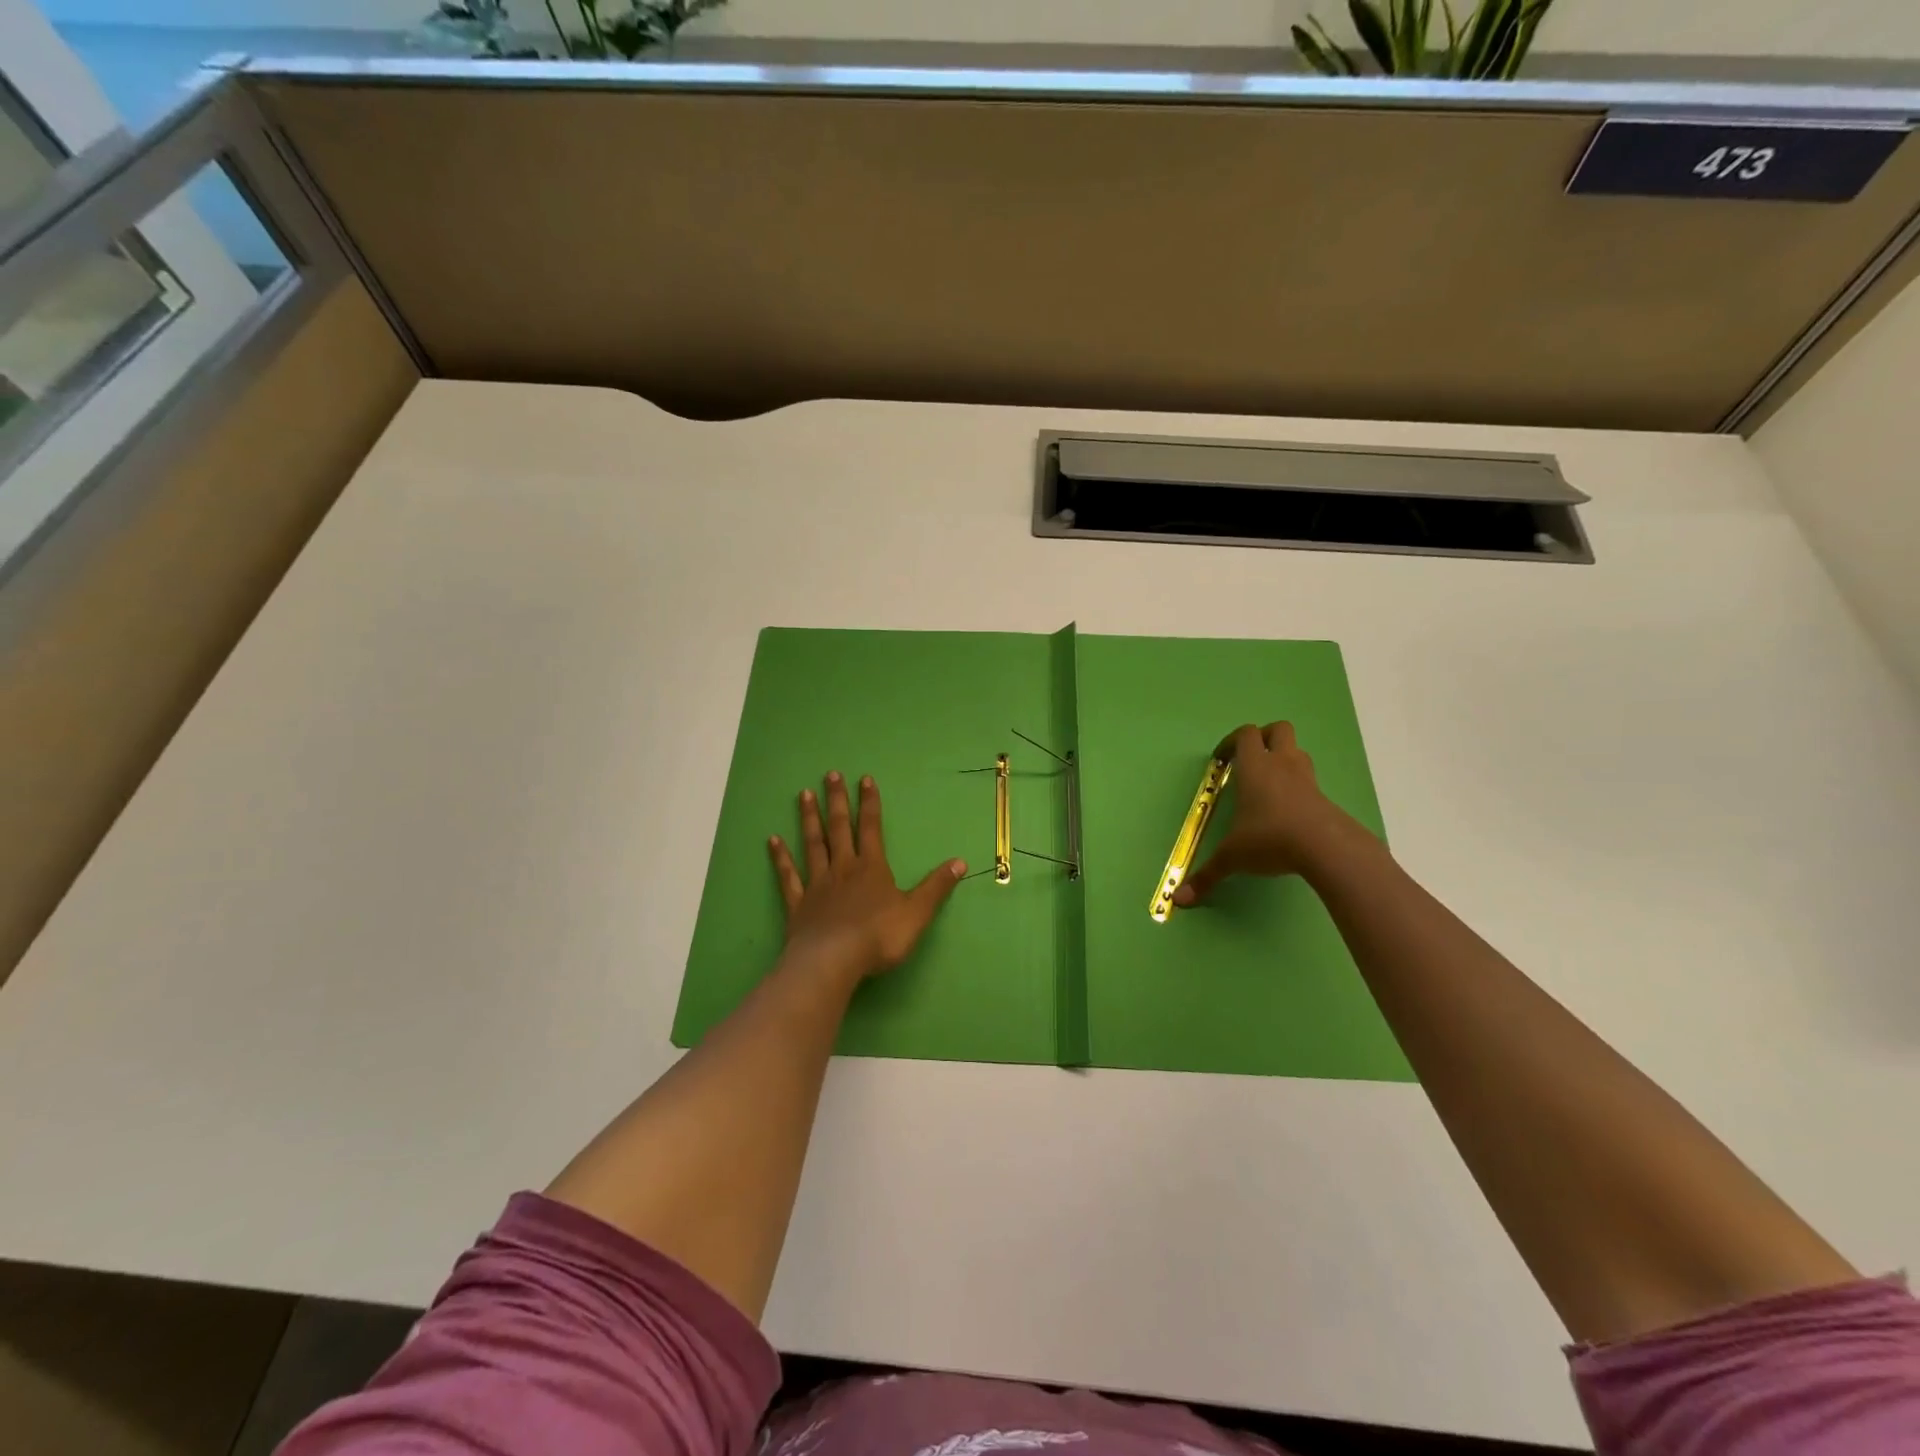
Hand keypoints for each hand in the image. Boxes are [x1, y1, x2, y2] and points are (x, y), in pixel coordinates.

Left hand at [769, 772, 966, 982]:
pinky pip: (788, 877)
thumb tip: (960, 862)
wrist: (833, 962)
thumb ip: (936, 887)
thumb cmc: (878, 937)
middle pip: (839, 828)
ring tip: (803, 794)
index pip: (872, 828)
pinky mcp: (798, 905)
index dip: (870, 803)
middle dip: (837, 801)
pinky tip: (773, 841)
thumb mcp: (916, 913)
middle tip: (830, 775)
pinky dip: (781, 858)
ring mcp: (817, 885)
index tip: (865, 779)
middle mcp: (843, 868)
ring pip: (813, 845)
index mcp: (872, 868)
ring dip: (809, 819)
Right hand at [1174, 722, 1354, 905]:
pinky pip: (1310, 781)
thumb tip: (1179, 900)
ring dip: (1283, 759)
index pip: (1245, 735)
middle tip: (1250, 759)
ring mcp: (1308, 779)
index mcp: (1255, 767)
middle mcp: (1282, 764)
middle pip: (1278, 730)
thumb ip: (1207, 875)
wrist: (1328, 848)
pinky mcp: (1325, 798)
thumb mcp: (1232, 857)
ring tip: (1268, 784)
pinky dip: (1298, 787)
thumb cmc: (1270, 839)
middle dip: (1264, 738)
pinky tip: (1288, 812)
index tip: (1221, 760)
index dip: (1230, 742)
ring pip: (1298, 752)